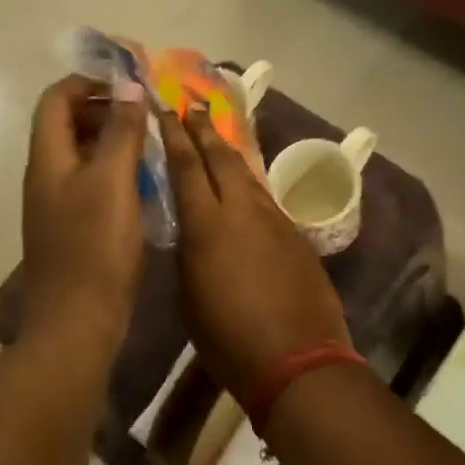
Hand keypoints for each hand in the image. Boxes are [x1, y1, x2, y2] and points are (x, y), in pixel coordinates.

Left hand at [20, 74, 148, 354]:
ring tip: (150, 143)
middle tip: (145, 113)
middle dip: (105, 108)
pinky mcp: (73, 225)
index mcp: (48, 157)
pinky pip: (91, 181)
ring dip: (113, 139)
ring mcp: (57, 202)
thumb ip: (120, 130)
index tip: (128, 85)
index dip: (88, 82)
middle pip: (67, 122)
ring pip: (82, 152)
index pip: (57, 98)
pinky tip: (144, 181)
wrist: (77, 323)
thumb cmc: (95, 246)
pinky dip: (115, 169)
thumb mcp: (113, 180)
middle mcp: (47, 174)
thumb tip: (127, 85)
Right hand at [159, 105, 350, 403]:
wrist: (298, 358)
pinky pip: (265, 196)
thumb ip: (188, 252)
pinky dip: (249, 182)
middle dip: (204, 129)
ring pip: (246, 173)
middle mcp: (241, 209)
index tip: (166, 110)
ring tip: (216, 136)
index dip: (175, 135)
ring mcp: (272, 218)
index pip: (186, 166)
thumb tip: (192, 231)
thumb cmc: (228, 338)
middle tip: (193, 106)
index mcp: (206, 224)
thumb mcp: (188, 296)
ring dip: (228, 151)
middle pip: (220, 156)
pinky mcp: (294, 233)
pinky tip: (244, 184)